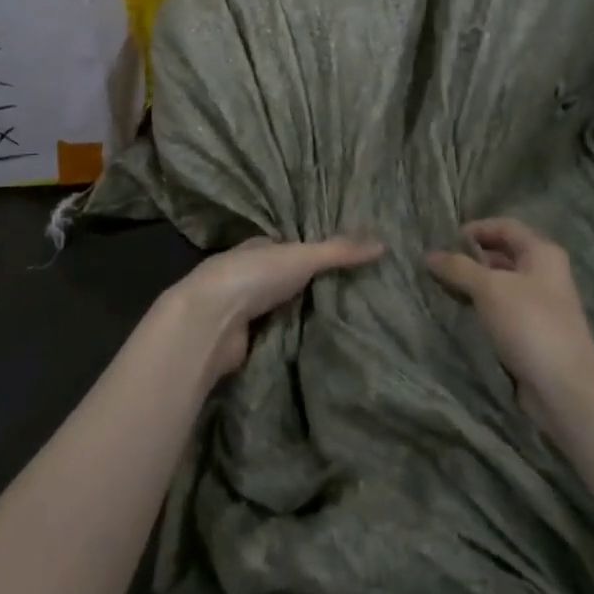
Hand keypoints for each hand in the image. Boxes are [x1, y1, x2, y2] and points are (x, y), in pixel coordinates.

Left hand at [165, 236, 383, 379]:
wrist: (211, 321)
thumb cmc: (254, 276)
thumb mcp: (303, 257)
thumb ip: (339, 252)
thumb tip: (383, 244)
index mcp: (257, 248)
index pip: (287, 247)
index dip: (310, 253)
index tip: (340, 264)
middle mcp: (247, 275)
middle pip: (283, 280)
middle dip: (306, 288)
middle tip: (348, 298)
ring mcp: (241, 310)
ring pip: (277, 310)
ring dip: (297, 317)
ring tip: (338, 325)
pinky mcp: (241, 341)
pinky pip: (272, 338)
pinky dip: (288, 341)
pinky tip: (313, 348)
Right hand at [426, 218, 593, 419]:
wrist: (564, 387)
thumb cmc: (529, 323)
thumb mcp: (489, 288)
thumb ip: (458, 268)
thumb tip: (429, 254)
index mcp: (542, 253)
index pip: (505, 226)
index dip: (476, 229)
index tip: (446, 240)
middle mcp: (544, 273)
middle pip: (503, 254)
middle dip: (471, 257)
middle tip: (439, 264)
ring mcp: (540, 303)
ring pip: (501, 283)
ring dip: (474, 283)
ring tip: (443, 286)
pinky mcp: (532, 331)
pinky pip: (502, 308)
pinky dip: (482, 306)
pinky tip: (461, 311)